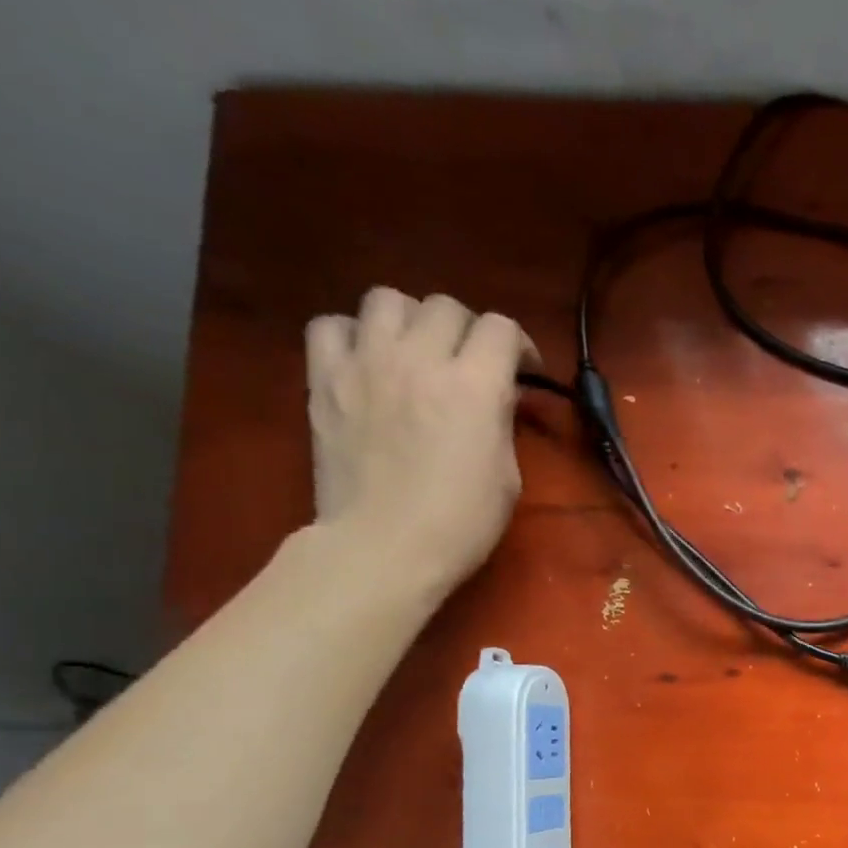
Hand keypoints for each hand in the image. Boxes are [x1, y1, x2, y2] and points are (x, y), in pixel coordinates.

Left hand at [304, 287, 537, 594]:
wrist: (384, 548)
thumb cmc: (461, 523)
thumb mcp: (508, 475)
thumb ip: (500, 421)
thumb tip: (495, 395)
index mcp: (474, 386)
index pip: (500, 328)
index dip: (519, 344)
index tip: (523, 372)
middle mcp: (419, 359)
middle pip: (446, 306)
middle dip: (468, 331)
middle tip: (471, 364)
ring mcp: (365, 364)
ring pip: (387, 299)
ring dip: (411, 320)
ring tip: (416, 352)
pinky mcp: (324, 379)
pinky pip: (331, 325)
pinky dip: (353, 335)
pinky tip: (367, 361)